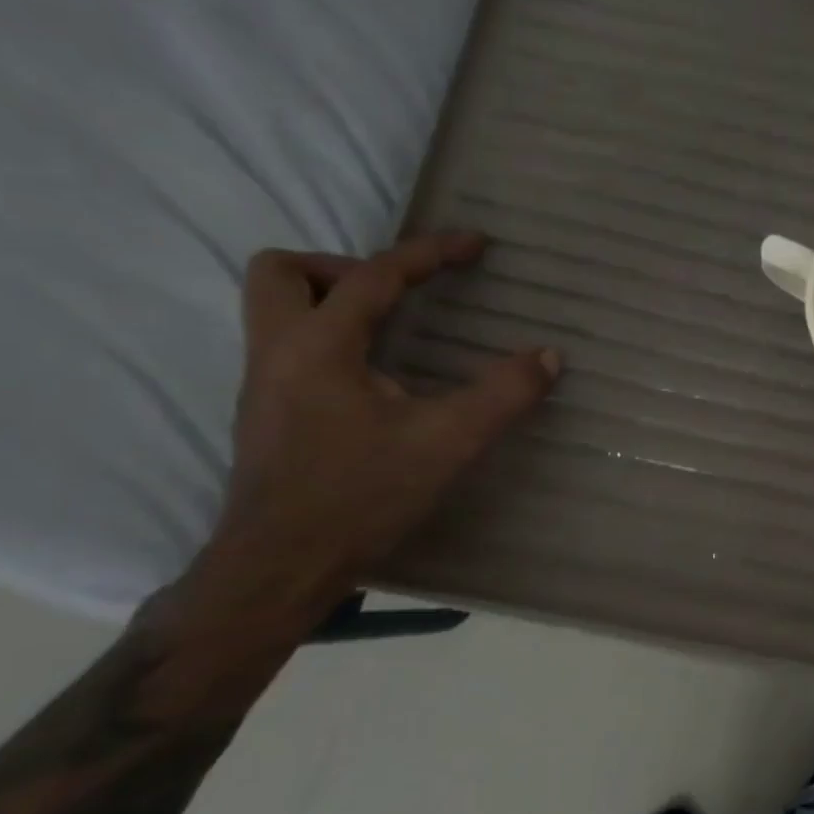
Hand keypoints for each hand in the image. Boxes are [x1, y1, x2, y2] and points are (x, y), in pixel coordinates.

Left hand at [193, 231, 560, 634]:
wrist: (279, 569)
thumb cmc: (361, 497)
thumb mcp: (448, 442)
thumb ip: (504, 394)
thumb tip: (549, 356)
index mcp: (318, 347)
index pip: (372, 275)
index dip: (429, 252)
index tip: (475, 245)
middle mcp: (278, 353)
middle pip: (284, 272)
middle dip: (347, 267)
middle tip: (401, 294)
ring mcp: (264, 385)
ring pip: (277, 309)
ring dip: (334, 301)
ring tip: (394, 328)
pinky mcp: (268, 415)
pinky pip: (290, 347)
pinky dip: (332, 339)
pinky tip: (376, 378)